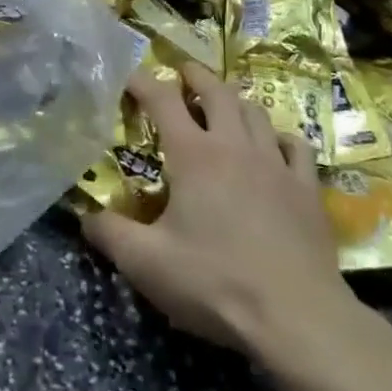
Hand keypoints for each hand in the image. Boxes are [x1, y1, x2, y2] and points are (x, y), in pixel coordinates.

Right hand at [82, 63, 375, 366]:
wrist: (298, 318)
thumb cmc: (216, 283)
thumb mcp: (147, 264)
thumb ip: (110, 234)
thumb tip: (84, 216)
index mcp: (193, 155)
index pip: (163, 99)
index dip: (144, 82)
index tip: (130, 78)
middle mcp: (234, 145)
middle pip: (216, 91)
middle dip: (196, 76)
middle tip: (183, 72)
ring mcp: (276, 164)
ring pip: (255, 112)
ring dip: (235, 101)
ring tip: (225, 105)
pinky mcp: (307, 189)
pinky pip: (296, 146)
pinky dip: (281, 138)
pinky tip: (275, 146)